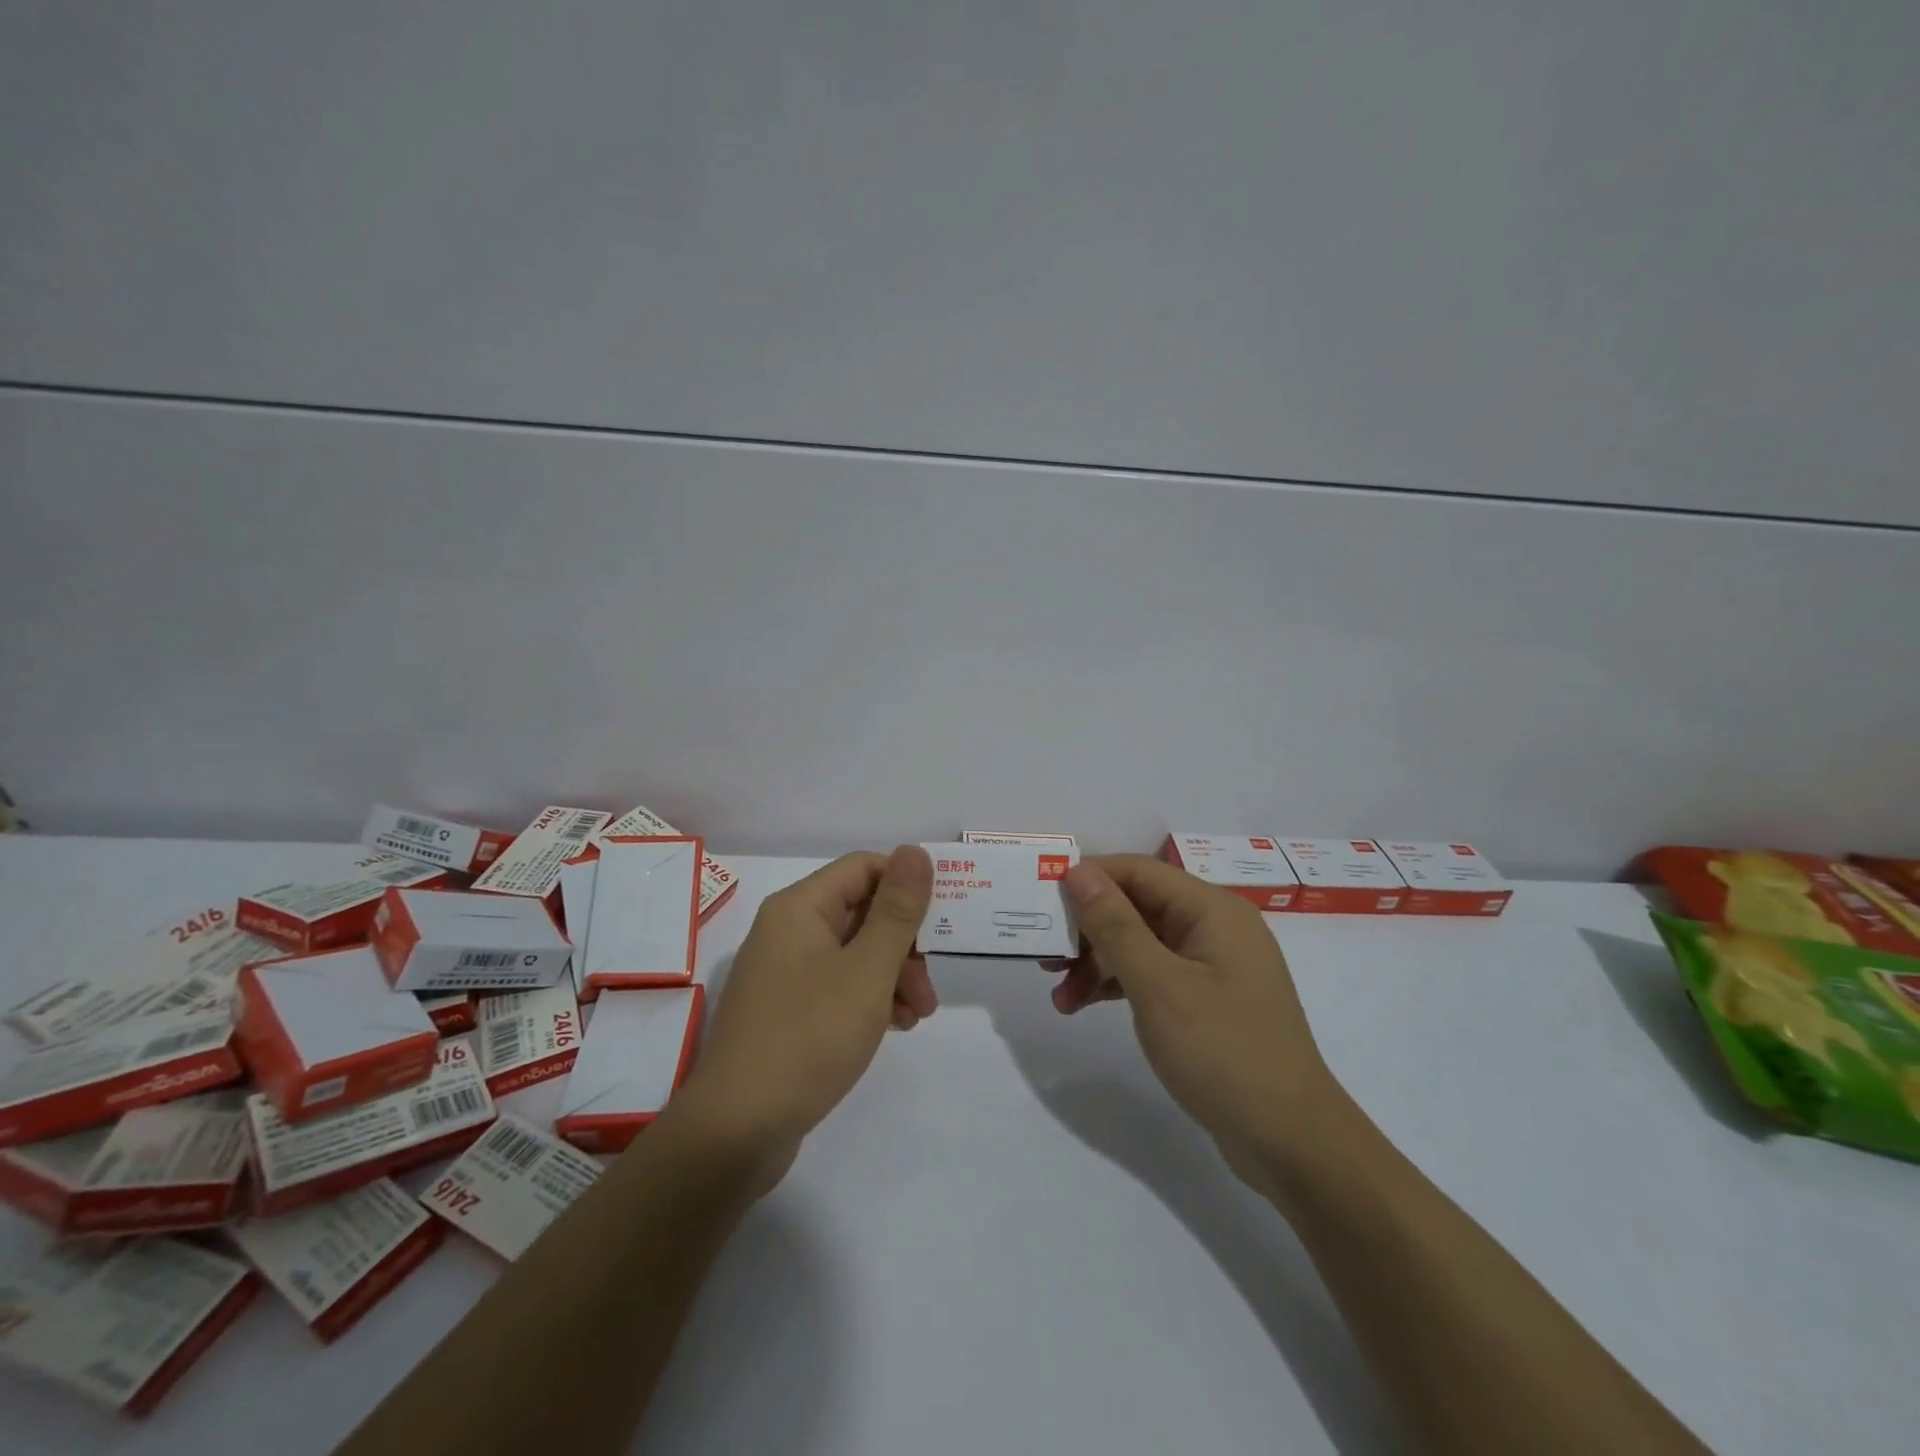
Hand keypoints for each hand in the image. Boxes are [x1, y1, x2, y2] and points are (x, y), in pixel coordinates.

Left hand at [675, 846, 936, 1187]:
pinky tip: (894, 1027)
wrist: (737, 1130)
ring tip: (919, 1015)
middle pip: (862, 911)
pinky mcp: (787, 1010)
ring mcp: (785, 972)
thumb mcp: (867, 971)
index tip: (942, 921)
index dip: (907, 886)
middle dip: (905, 943)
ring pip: (854, 952)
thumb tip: (915, 850)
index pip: (864, 868)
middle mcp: (788, 930)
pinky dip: (869, 998)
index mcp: (800, 907)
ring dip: (893, 975)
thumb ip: (897, 910)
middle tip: (930, 984)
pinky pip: (838, 985)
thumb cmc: (808, 1037)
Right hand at [1056, 854, 1348, 1192]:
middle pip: (1136, 906)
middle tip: (1046, 957)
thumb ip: (1114, 925)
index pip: (1138, 871)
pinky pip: (1153, 974)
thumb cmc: (1223, 1053)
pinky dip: (1118, 985)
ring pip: (1140, 943)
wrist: (1291, 1143)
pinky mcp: (1208, 1000)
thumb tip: (1077, 870)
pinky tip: (1085, 1006)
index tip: (1043, 902)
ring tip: (1060, 997)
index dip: (1088, 878)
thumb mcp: (1158, 986)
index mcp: (1211, 910)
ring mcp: (1213, 965)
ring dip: (1097, 963)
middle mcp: (1214, 927)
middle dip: (1088, 929)